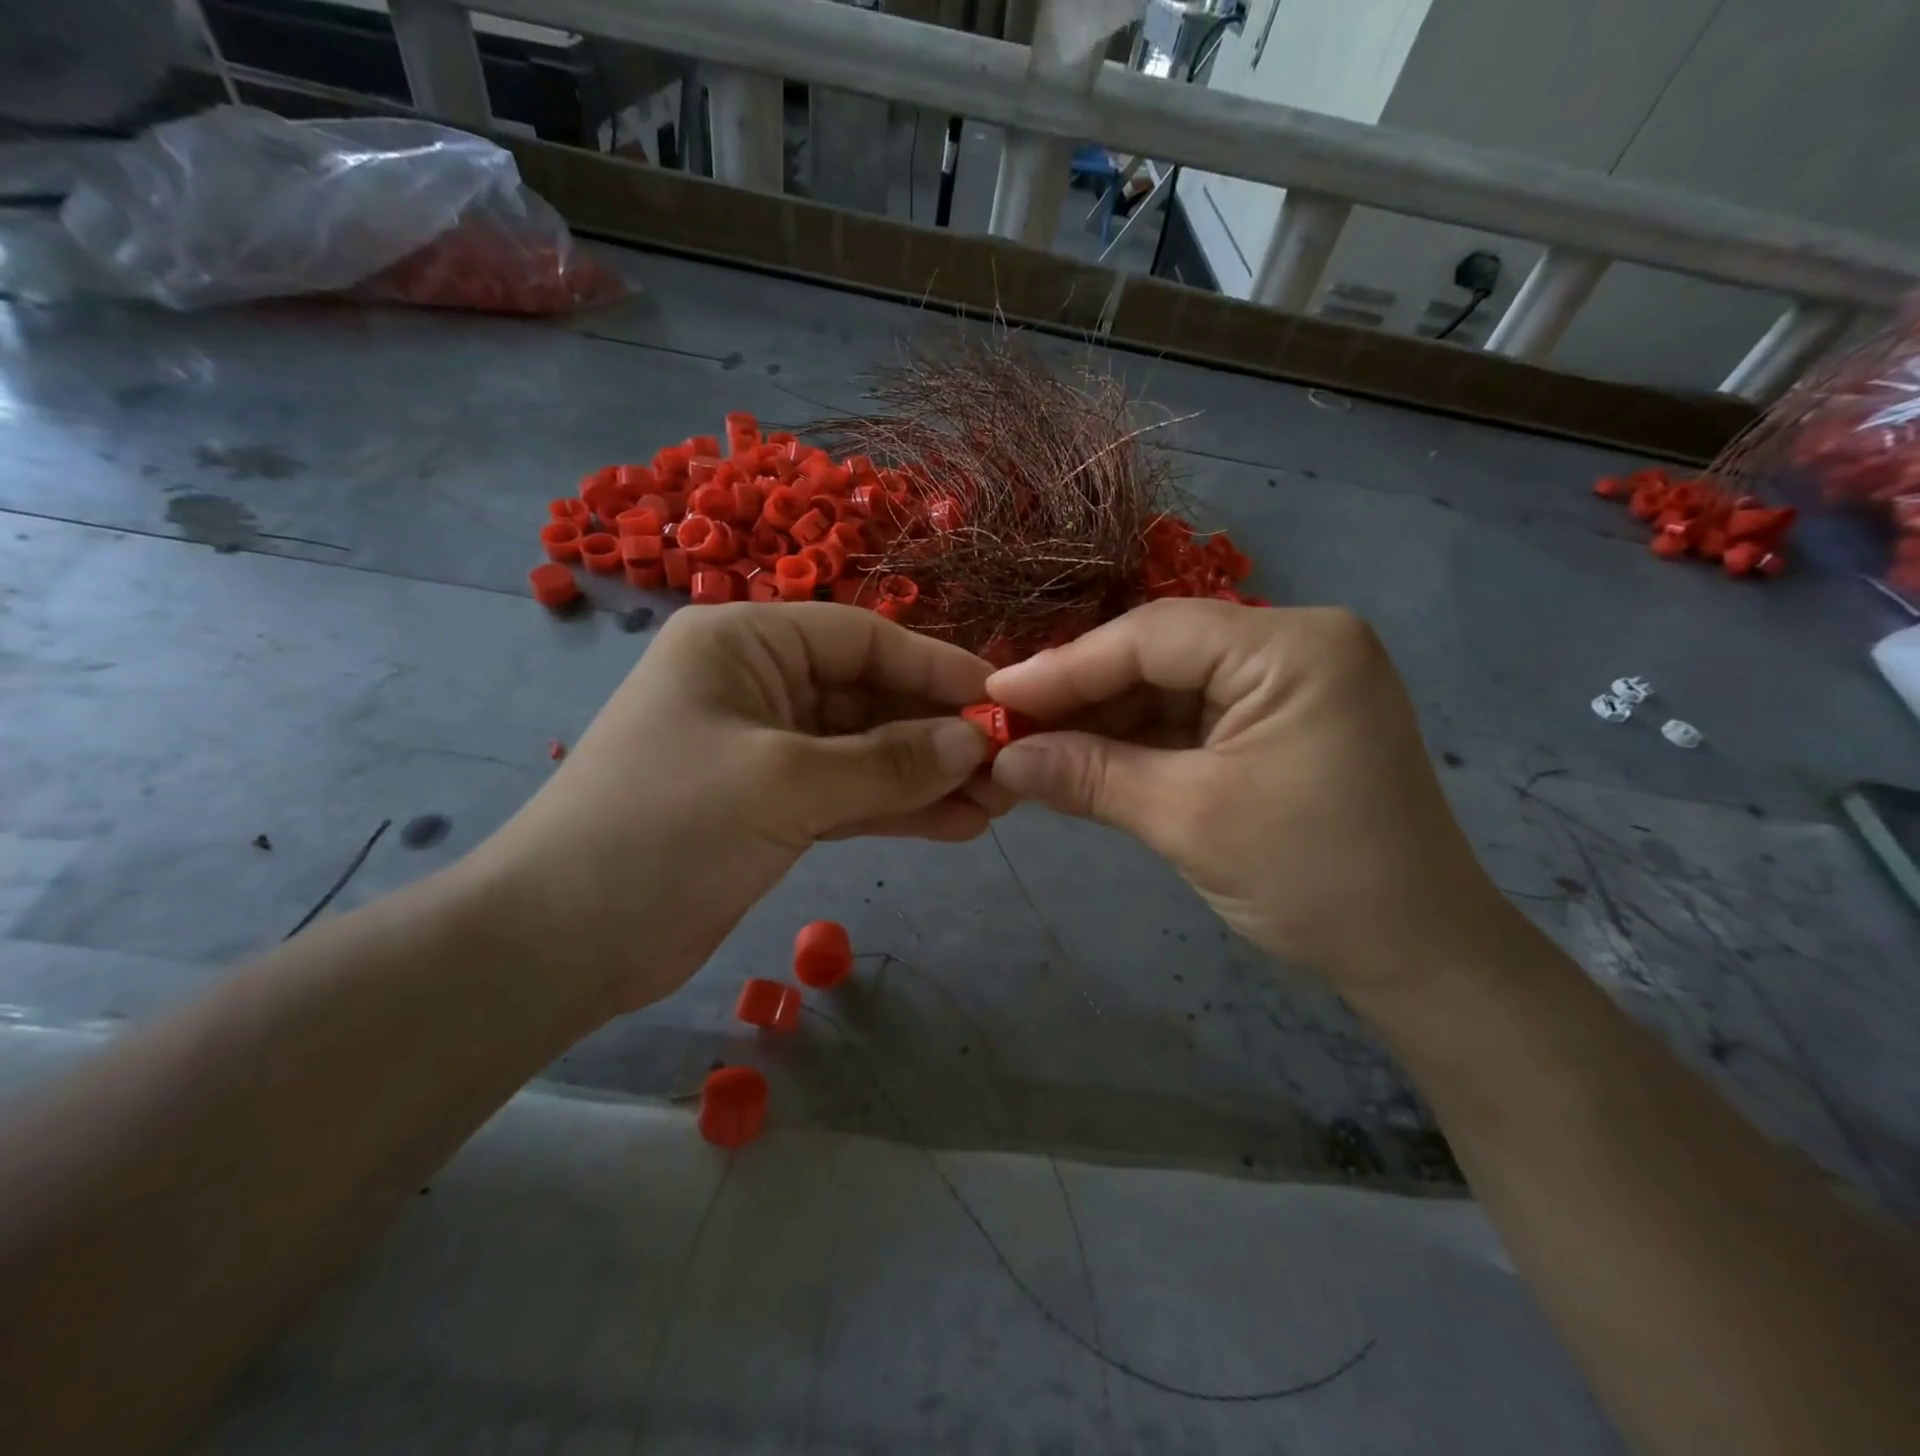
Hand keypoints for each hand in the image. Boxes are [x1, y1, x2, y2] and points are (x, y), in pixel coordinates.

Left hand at [463, 604, 1001, 1011]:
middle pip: (870, 697)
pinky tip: (955, 825)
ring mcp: (767, 750)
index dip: (936, 668)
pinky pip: (849, 796)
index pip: (863, 638)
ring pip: (866, 753)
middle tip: (1011, 766)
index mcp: (745, 643)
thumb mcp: (785, 783)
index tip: (1002, 702)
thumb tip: (973, 742)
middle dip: (938, 733)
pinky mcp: (772, 807)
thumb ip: (886, 762)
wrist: (562, 941)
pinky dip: (897, 810)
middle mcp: (759, 685)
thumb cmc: (665, 828)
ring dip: (927, 777)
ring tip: (998, 804)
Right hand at [984, 601, 1507, 992]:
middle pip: (1160, 654)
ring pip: (1170, 687)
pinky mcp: (1279, 721)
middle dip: (1082, 696)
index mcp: (1293, 646)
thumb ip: (1089, 776)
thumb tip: (1001, 760)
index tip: (994, 697)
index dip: (1065, 666)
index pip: (1153, 636)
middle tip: (1008, 728)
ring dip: (1103, 721)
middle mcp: (1294, 644)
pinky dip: (1138, 742)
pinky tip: (1084, 760)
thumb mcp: (1188, 820)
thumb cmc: (1314, 880)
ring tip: (1033, 748)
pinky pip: (1192, 717)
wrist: (1418, 957)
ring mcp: (1290, 682)